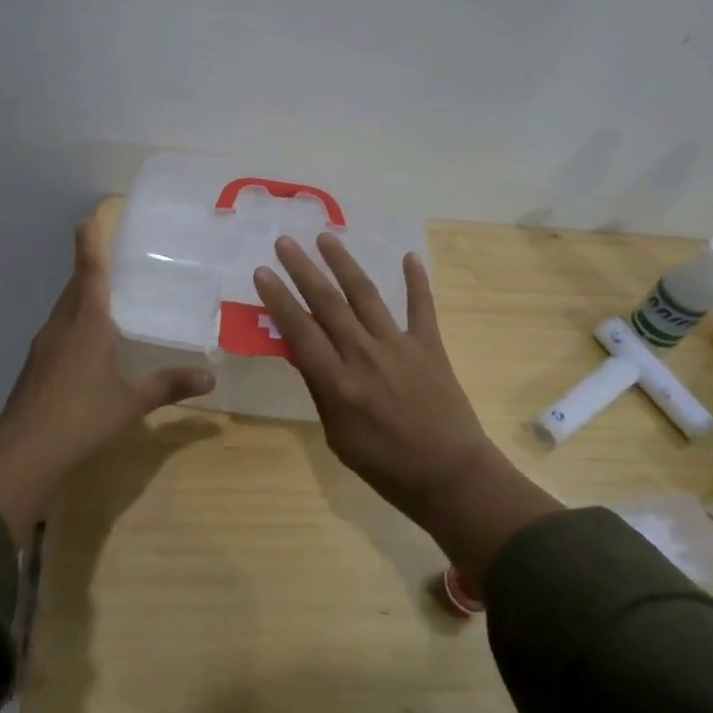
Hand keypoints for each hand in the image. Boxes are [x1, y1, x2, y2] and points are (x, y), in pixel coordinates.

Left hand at [0, 219, 215, 538]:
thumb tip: (210, 377)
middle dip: (87, 271)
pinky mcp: (34, 367)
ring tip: (99, 300)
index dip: (90, 246)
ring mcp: (43, 346)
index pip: (90, 273)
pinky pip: (57, 333)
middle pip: (75, 288)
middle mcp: (63, 325)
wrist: (25, 450)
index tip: (86, 220)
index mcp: (88, 322)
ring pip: (63, 311)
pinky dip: (71, 326)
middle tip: (104, 259)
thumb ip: (169, 385)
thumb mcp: (132, 401)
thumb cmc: (84, 415)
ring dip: (79, 299)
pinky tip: (82, 345)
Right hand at [253, 234, 560, 583]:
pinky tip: (408, 256)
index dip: (279, 299)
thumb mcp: (338, 437)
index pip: (300, 331)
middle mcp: (365, 355)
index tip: (263, 271)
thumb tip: (301, 352)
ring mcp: (399, 346)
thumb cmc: (386, 466)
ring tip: (326, 237)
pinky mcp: (429, 345)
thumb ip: (320, 390)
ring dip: (344, 264)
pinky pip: (421, 306)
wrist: (450, 475)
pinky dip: (416, 281)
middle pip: (328, 303)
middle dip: (303, 269)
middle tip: (285, 241)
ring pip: (366, 295)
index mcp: (338, 383)